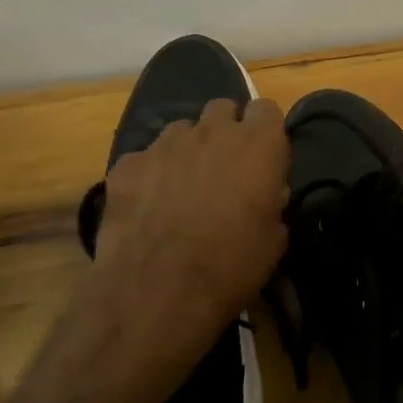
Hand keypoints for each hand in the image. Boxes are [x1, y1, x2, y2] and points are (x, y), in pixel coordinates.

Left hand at [92, 97, 289, 374]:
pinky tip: (148, 208)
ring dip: (188, 150)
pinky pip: (145, 158)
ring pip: (182, 130)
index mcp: (258, 144)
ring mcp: (165, 144)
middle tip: (224, 169)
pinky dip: (150, 175)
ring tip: (182, 189)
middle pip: (222, 109)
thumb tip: (266, 194)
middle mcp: (212, 131)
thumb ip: (273, 202)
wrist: (157, 294)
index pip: (267, 109)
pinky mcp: (127, 164)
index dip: (265, 132)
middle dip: (226, 131)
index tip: (263, 158)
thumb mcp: (274, 240)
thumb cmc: (231, 267)